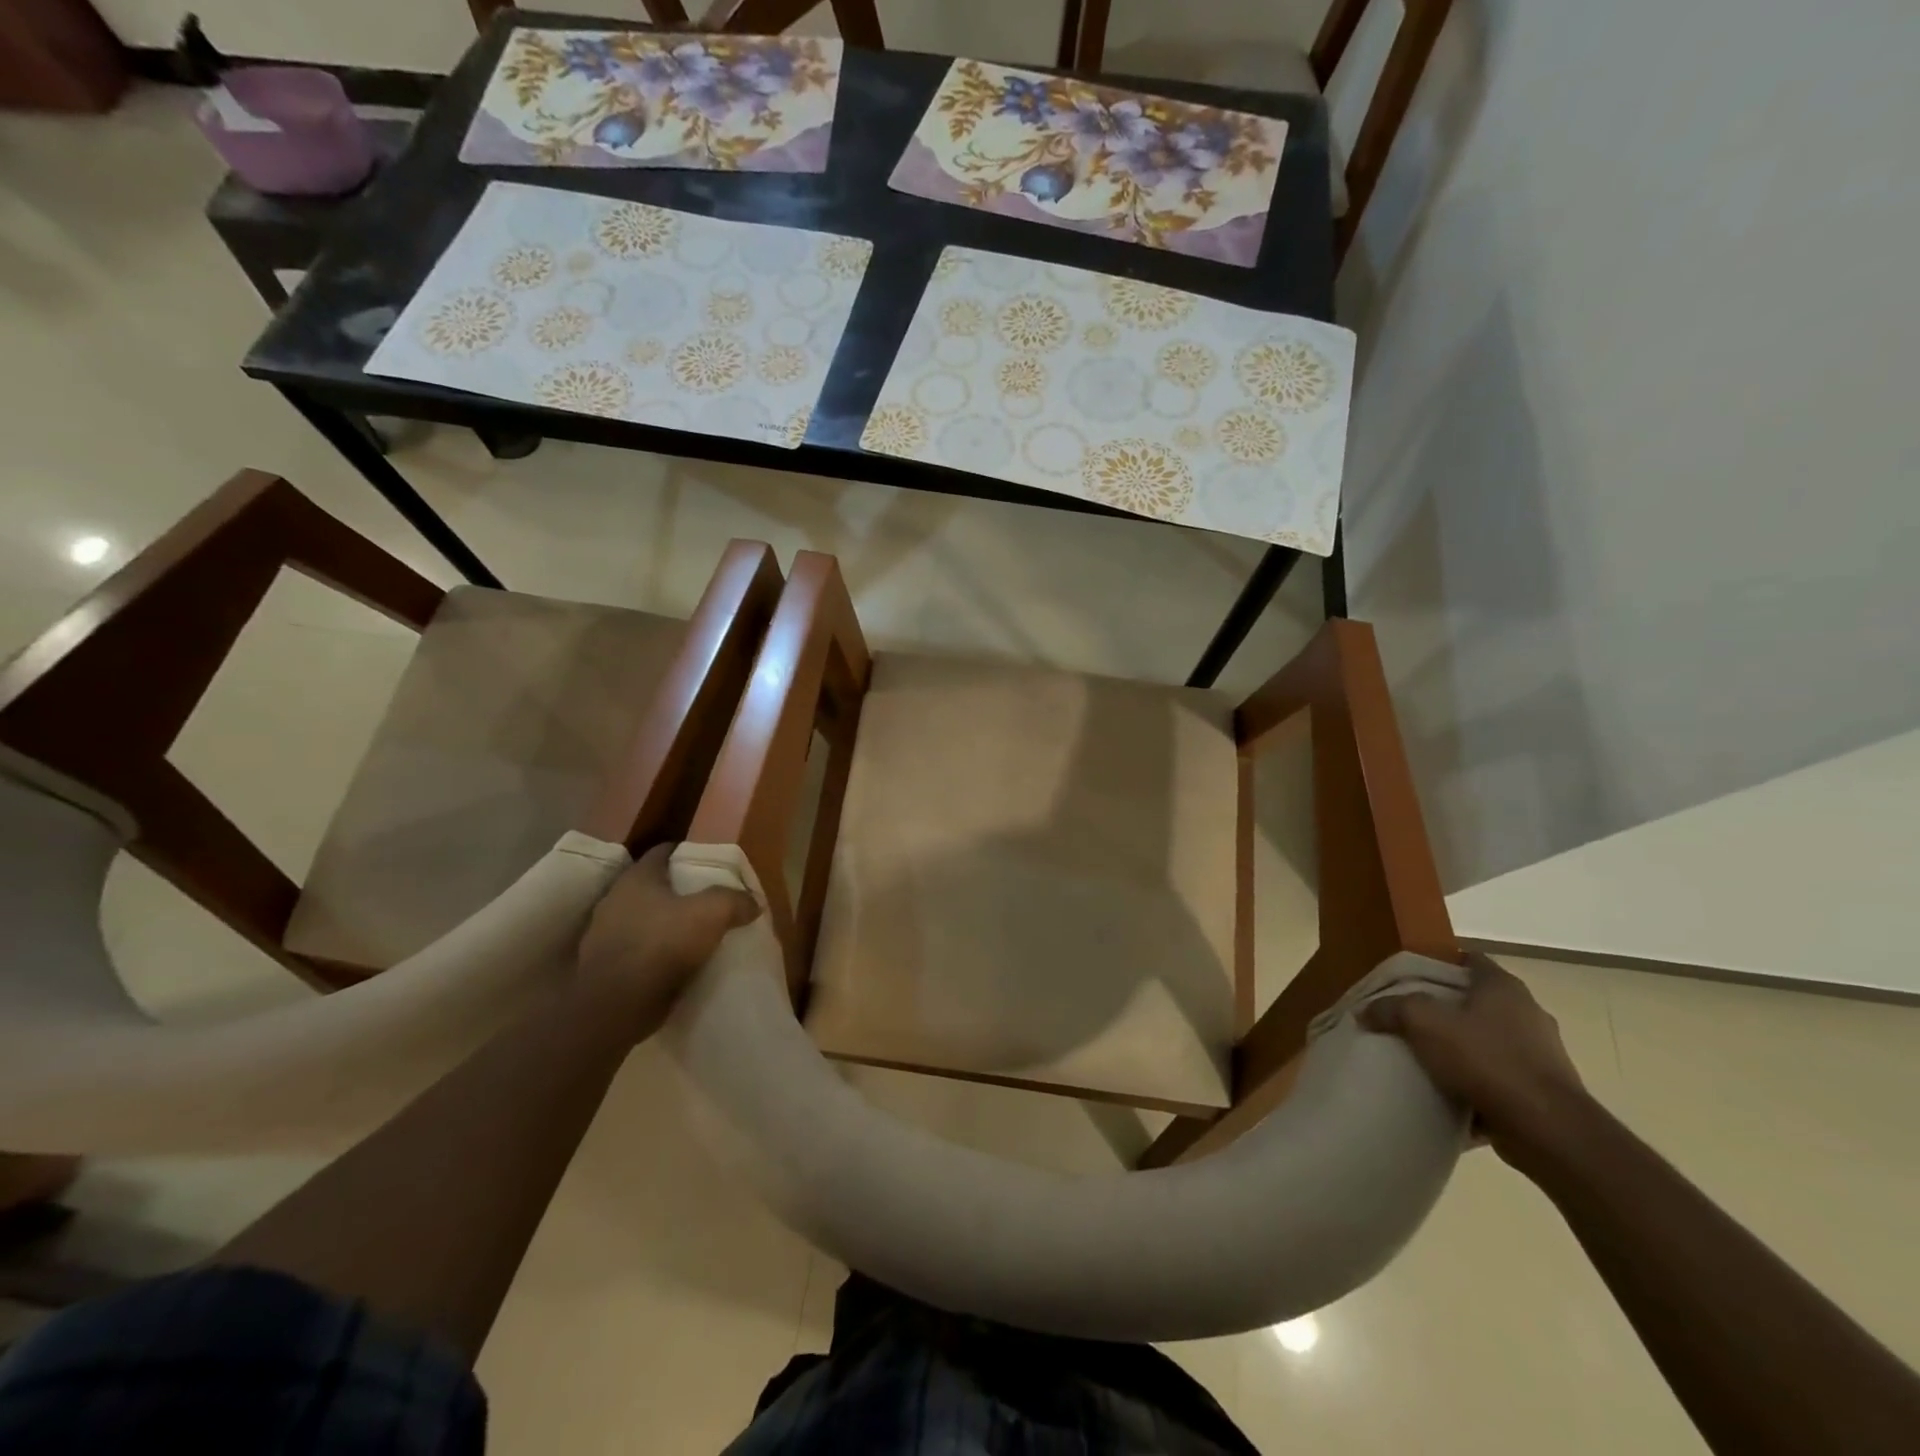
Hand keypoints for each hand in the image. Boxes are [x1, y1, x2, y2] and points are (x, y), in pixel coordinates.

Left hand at [573, 844, 759, 1041]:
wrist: (615, 1006)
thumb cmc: (661, 944)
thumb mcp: (712, 912)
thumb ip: (734, 900)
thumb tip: (753, 903)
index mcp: (637, 878)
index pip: (663, 852)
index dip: (687, 853)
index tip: (709, 864)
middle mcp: (616, 900)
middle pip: (654, 886)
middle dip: (679, 891)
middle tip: (709, 899)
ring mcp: (606, 934)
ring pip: (645, 918)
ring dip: (667, 924)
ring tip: (696, 933)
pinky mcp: (606, 966)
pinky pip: (639, 949)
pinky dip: (657, 952)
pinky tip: (678, 962)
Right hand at [1360, 951, 1592, 1167]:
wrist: (1548, 1129)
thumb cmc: (1486, 1059)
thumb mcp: (1423, 1023)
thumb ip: (1392, 1009)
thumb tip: (1366, 1011)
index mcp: (1504, 988)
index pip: (1470, 961)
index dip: (1441, 965)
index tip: (1413, 979)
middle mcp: (1529, 1014)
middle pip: (1479, 1002)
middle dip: (1448, 1010)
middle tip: (1413, 1020)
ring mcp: (1542, 1055)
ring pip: (1491, 1043)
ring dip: (1465, 1050)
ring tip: (1429, 1061)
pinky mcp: (1546, 1092)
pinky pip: (1502, 1081)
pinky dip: (1479, 1085)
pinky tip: (1451, 1097)